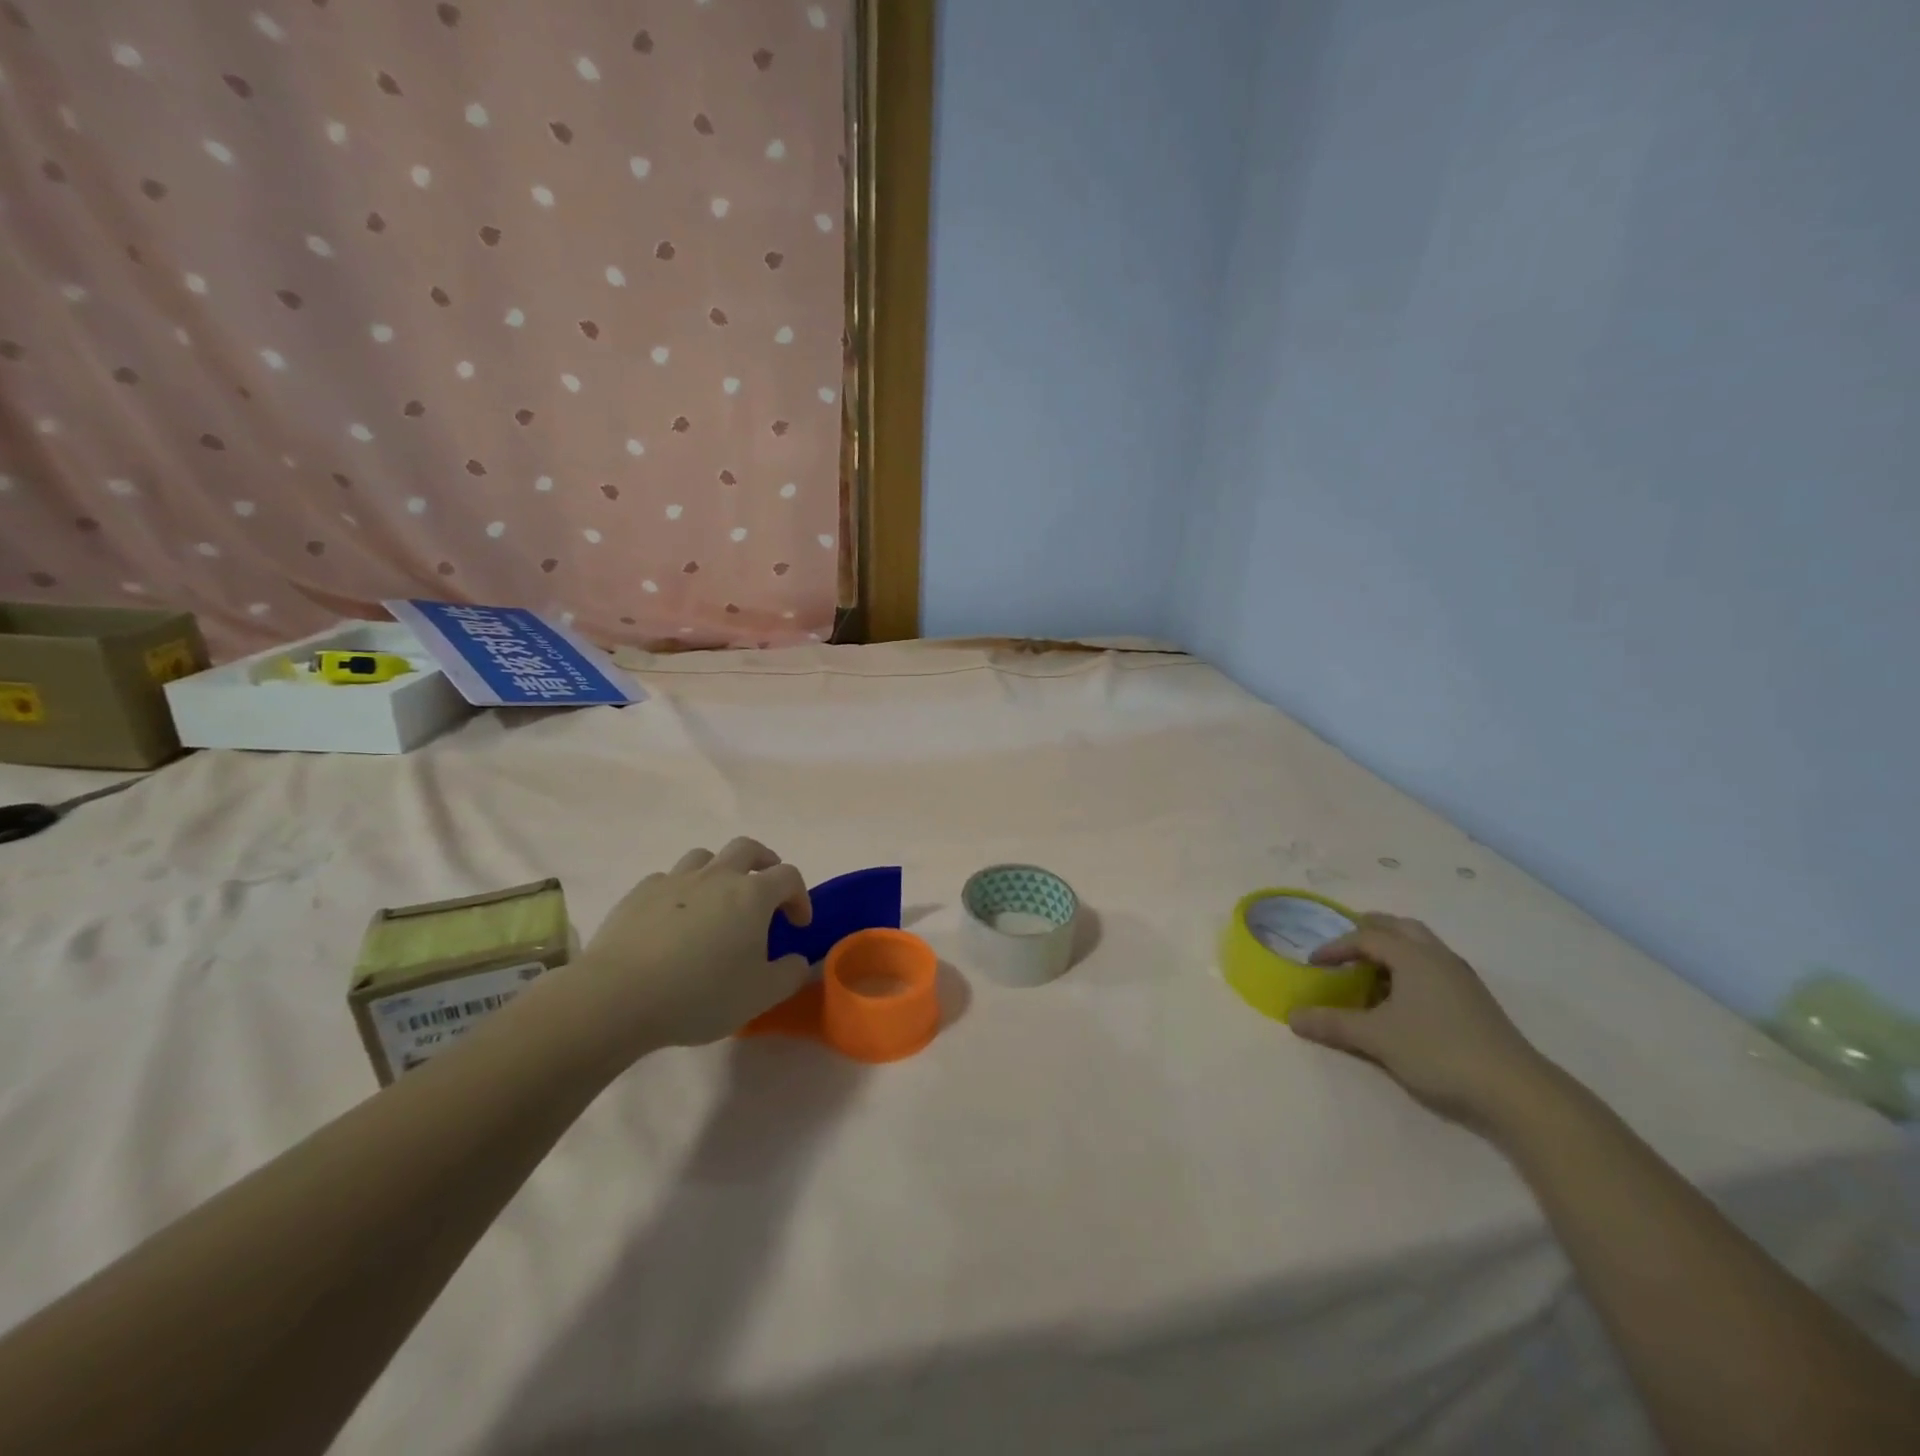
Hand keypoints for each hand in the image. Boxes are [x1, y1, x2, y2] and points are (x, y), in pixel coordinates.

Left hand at [574, 838, 813, 1053]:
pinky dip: (680, 890)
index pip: (788, 877)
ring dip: (720, 870)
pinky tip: (675, 917)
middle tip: (766, 887)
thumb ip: (790, 974)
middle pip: (747, 848)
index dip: (800, 896)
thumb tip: (799, 961)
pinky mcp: (639, 893)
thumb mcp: (760, 995)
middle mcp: (716, 876)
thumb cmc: (701, 994)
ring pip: (705, 857)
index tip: (798, 924)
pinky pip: (668, 879)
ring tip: (719, 898)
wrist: (619, 997)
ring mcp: (675, 880)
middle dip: (764, 862)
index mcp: (752, 895)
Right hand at [1288, 913, 1551, 1128]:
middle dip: (1369, 932)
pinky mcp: (1475, 1001)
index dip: (1335, 947)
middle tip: (1345, 947)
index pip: (1366, 937)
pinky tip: (1403, 999)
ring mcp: (1461, 978)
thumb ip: (1332, 1023)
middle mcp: (1438, 957)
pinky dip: (1410, 969)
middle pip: (1399, 928)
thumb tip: (1292, 1015)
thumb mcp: (1376, 1038)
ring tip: (1371, 971)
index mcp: (1413, 956)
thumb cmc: (1438, 1052)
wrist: (1517, 1092)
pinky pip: (1434, 967)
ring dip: (1393, 950)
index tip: (1313, 964)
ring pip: (1421, 947)